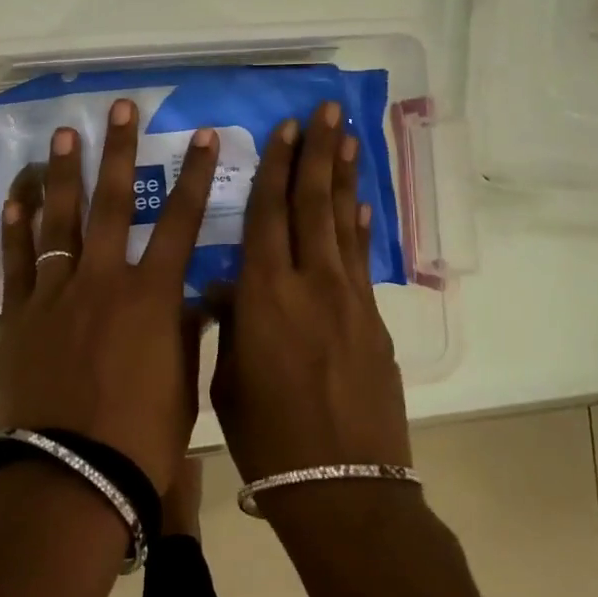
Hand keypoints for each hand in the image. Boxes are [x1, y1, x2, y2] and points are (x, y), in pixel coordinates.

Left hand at [0, 97, 219, 493]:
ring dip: (61, 174)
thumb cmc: (140, 440)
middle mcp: (102, 282)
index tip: (202, 136)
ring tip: (62, 134)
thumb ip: (184, 333)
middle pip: (111, 203)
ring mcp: (54, 296)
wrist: (71, 481)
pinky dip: (14, 230)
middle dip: (118, 151)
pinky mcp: (18, 318)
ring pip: (58, 222)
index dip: (195, 176)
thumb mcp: (180, 384)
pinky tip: (15, 198)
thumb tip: (191, 301)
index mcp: (150, 297)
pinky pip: (15, 265)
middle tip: (119, 108)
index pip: (180, 223)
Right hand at [211, 102, 411, 482]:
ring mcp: (348, 299)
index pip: (269, 215)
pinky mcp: (373, 320)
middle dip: (317, 153)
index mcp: (263, 294)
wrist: (341, 486)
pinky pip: (360, 259)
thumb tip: (225, 289)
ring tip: (348, 136)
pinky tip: (360, 202)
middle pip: (312, 204)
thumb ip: (229, 323)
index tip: (286, 128)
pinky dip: (359, 225)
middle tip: (325, 110)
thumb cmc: (267, 437)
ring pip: (342, 222)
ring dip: (344, 176)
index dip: (277, 168)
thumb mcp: (228, 378)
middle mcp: (309, 283)